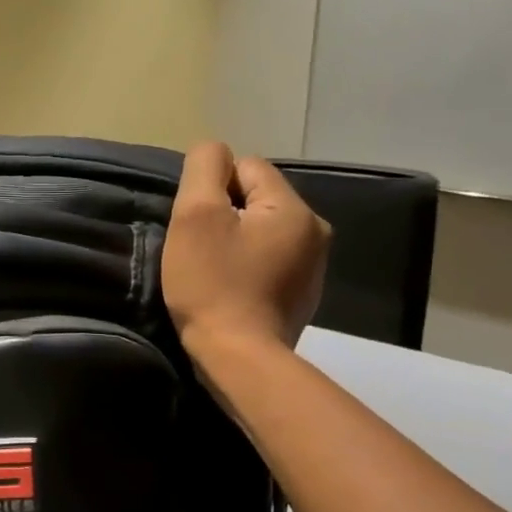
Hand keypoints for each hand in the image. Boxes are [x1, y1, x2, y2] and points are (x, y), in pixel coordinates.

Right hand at [162, 141, 330, 357]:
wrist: (239, 360)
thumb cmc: (213, 284)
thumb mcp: (196, 216)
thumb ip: (204, 169)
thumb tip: (214, 152)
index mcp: (294, 208)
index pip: (246, 167)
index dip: (212, 188)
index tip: (196, 225)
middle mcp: (315, 231)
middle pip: (256, 198)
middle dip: (225, 214)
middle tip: (200, 249)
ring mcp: (313, 267)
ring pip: (262, 230)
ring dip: (236, 241)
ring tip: (213, 270)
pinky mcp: (303, 295)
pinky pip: (270, 260)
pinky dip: (248, 267)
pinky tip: (231, 289)